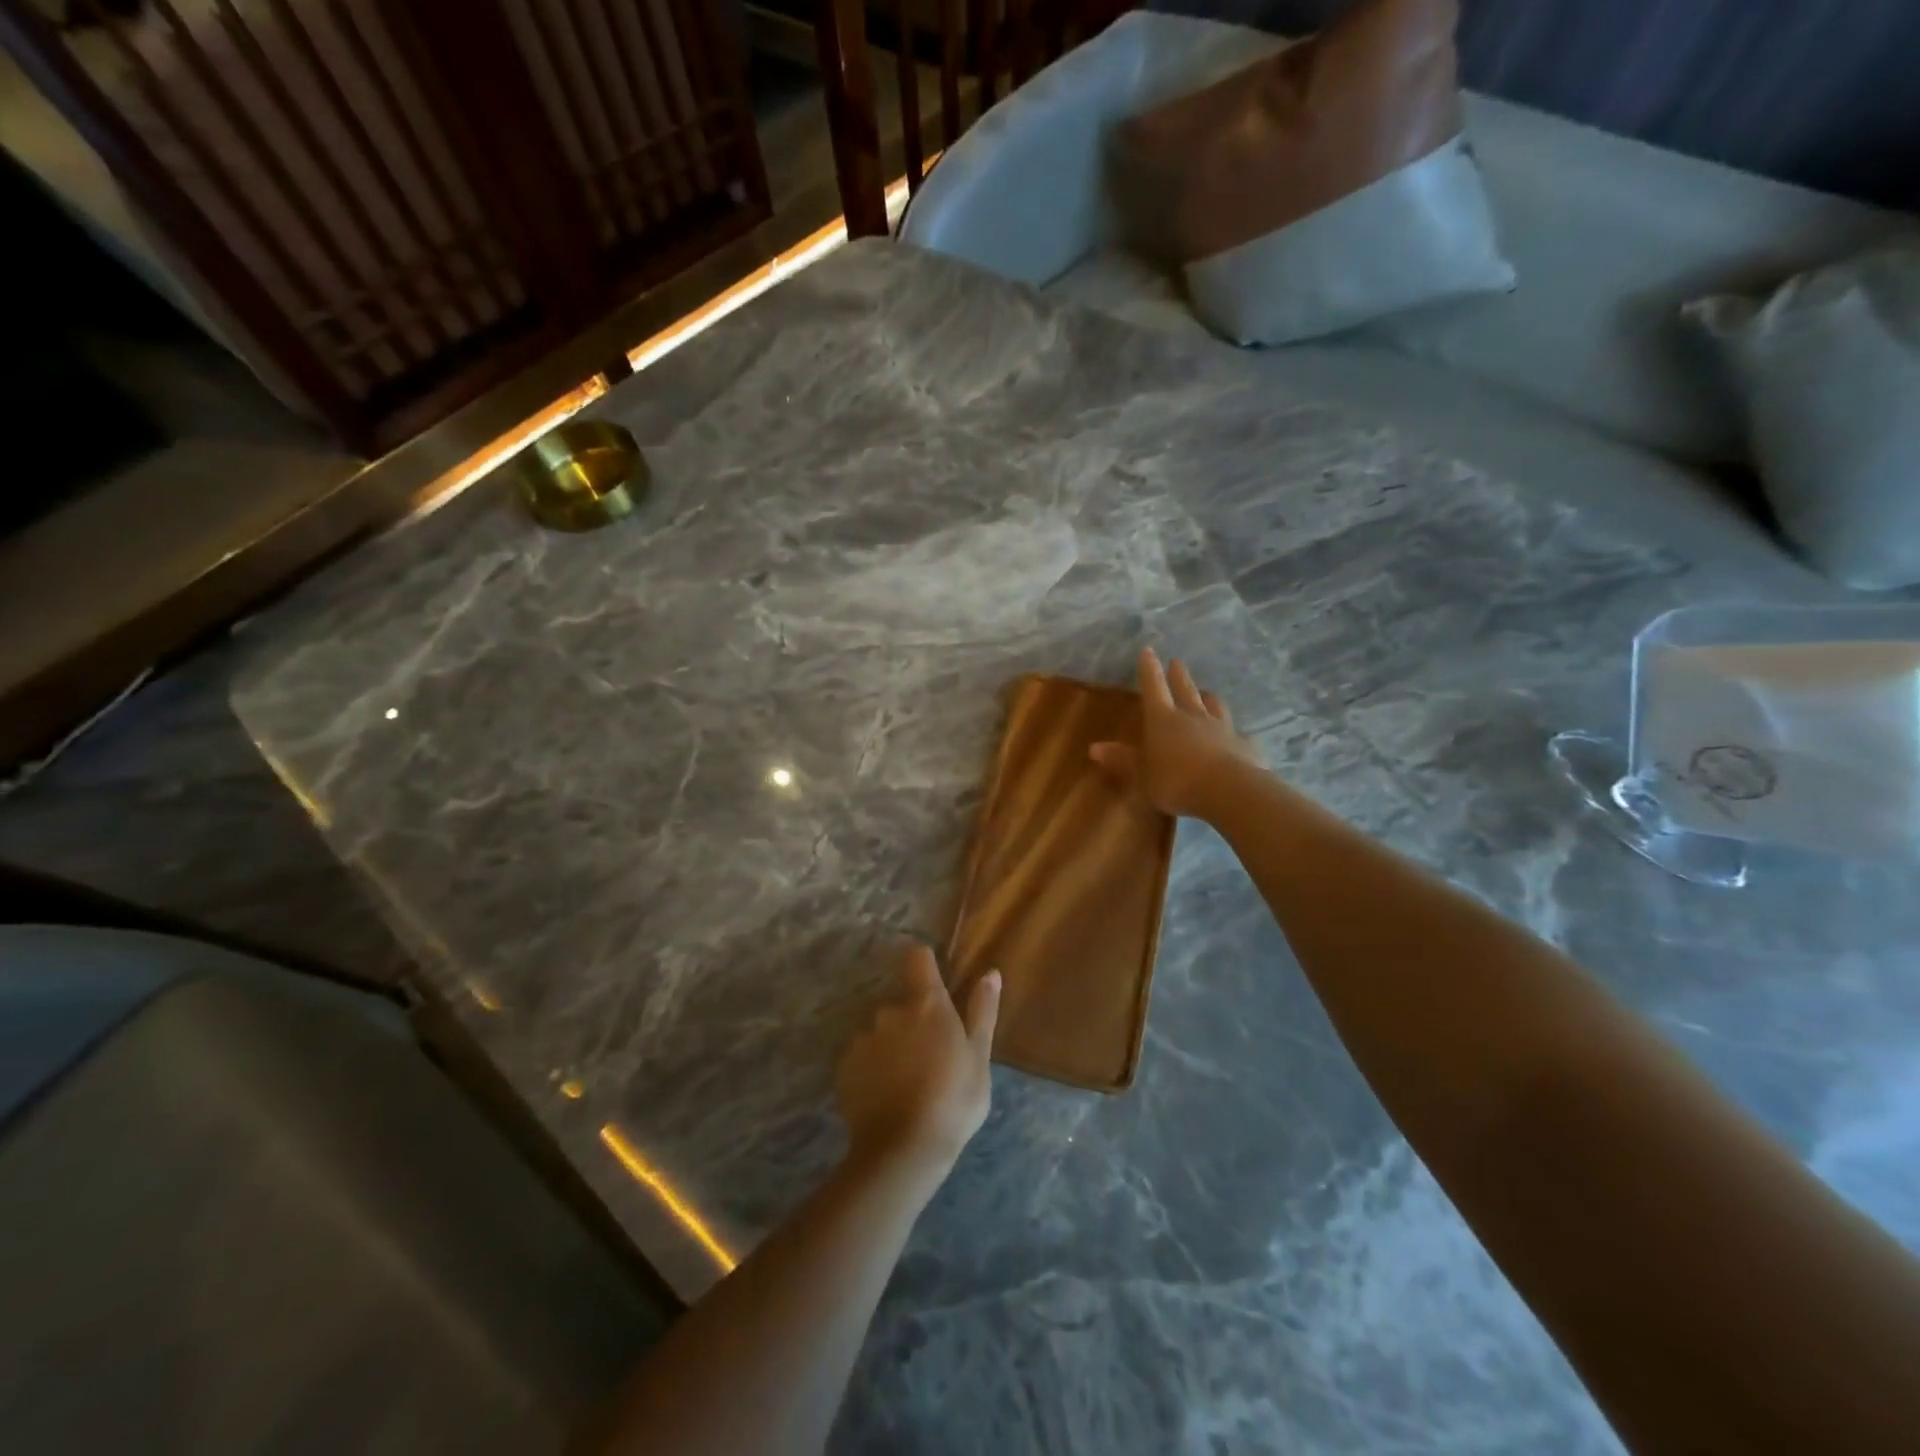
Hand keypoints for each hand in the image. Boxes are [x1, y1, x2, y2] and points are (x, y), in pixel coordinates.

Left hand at [834, 945, 999, 1184]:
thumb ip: (982, 1010)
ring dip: (893, 1046)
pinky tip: (887, 1096)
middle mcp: (891, 1011)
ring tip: (908, 1083)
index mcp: (927, 1004)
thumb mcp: (979, 1057)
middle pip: (903, 1003)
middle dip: (914, 1022)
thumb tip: (990, 972)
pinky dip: (873, 1069)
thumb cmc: (953, 1100)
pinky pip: (863, 1057)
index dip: (926, 965)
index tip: (935, 982)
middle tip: (931, 1059)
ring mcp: (864, 1038)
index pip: (919, 959)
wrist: (903, 1150)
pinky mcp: (845, 1066)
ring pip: (882, 1032)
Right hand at [1089, 647, 1263, 818]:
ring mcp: (1222, 729)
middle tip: (1177, 662)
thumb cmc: (1175, 781)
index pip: (1153, 688)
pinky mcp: (1244, 746)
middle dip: (1179, 675)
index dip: (1149, 670)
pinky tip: (1238, 736)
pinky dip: (1235, 734)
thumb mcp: (1141, 774)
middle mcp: (1193, 717)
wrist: (1228, 790)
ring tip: (1206, 692)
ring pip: (1215, 706)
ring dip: (1208, 698)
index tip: (1148, 650)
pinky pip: (1238, 735)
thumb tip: (1094, 748)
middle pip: (1185, 690)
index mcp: (1163, 720)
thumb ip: (1121, 760)